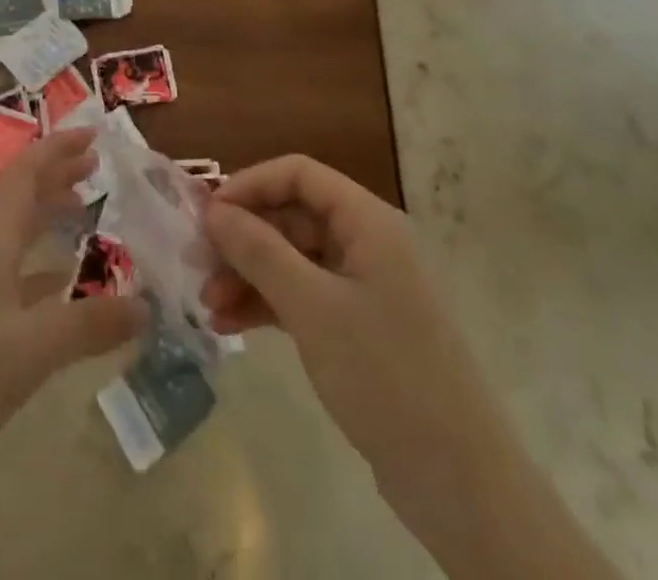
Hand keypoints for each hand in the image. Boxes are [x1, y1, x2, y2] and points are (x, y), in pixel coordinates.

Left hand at [0, 126, 147, 426]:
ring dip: (52, 220)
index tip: (94, 135)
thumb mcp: (29, 349)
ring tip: (91, 218)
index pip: (23, 176)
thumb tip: (148, 306)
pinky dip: (51, 277)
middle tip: (98, 169)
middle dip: (57, 176)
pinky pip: (23, 287)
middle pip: (21, 201)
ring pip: (21, 241)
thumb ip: (89, 323)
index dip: (55, 149)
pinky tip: (72, 293)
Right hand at [201, 156, 476, 482]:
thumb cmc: (385, 374)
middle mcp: (367, 242)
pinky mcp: (359, 327)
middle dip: (243, 238)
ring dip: (249, 276)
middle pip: (293, 217)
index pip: (299, 174)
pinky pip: (304, 296)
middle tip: (197, 265)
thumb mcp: (312, 307)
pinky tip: (231, 325)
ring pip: (293, 259)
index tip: (207, 214)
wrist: (460, 483)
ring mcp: (364, 286)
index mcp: (368, 221)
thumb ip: (259, 251)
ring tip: (208, 307)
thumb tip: (214, 211)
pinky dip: (268, 305)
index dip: (250, 185)